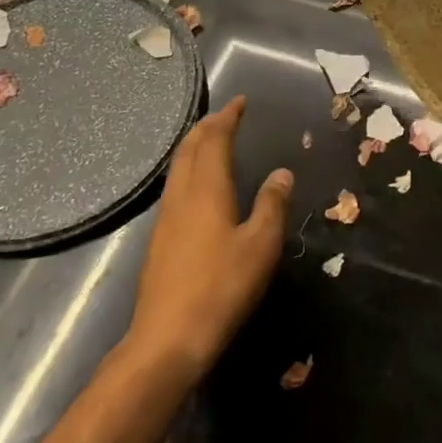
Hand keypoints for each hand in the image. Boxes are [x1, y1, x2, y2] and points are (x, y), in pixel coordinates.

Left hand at [126, 96, 291, 377]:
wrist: (167, 340)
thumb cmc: (221, 288)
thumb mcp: (260, 246)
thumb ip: (271, 205)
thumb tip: (282, 173)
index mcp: (206, 190)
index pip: (213, 140)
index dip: (227, 117)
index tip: (240, 102)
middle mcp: (181, 196)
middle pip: (188, 149)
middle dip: (206, 127)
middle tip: (226, 116)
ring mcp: (165, 219)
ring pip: (177, 168)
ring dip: (195, 147)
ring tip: (213, 142)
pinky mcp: (159, 240)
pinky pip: (175, 187)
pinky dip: (189, 170)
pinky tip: (199, 187)